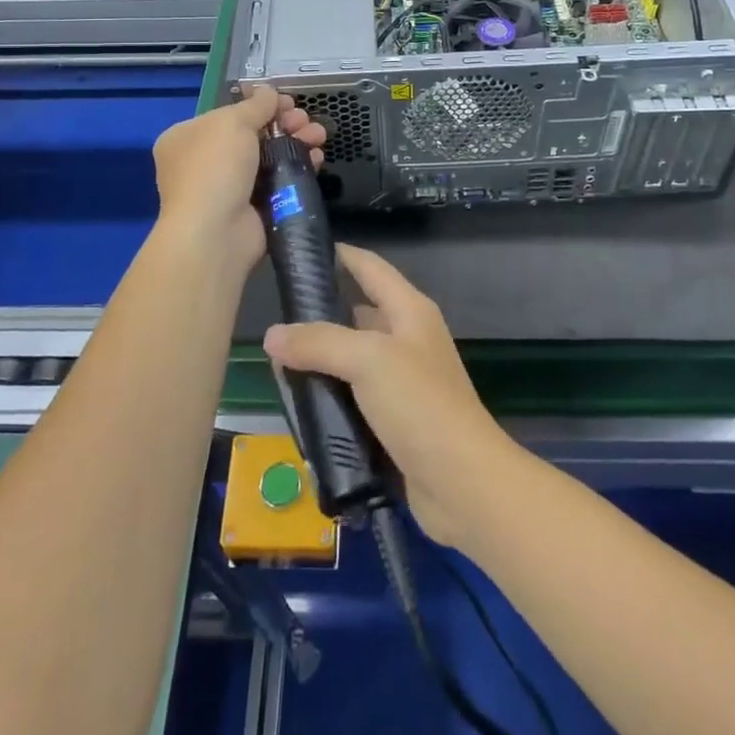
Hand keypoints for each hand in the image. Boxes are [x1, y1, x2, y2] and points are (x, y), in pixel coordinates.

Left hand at [152, 86, 324, 274]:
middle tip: (306, 120)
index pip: (229, 115)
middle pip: (252, 135)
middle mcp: (203, 163)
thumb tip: (270, 92)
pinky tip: (316, 160)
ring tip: (319, 137)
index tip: (288, 102)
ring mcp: (227, 189)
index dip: (260, 106)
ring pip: (268, 158)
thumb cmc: (215, 167)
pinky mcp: (251, 210)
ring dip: (296, 143)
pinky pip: (278, 183)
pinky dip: (296, 169)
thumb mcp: (233, 122)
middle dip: (284, 124)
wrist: (215, 232)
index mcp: (187, 138)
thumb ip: (256, 105)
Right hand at [262, 245, 515, 546]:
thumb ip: (319, 342)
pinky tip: (302, 404)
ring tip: (277, 363)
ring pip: (353, 358)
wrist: (462, 482)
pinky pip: (356, 395)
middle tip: (274, 318)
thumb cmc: (420, 405)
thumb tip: (272, 335)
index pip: (370, 267)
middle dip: (320, 313)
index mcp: (409, 310)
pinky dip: (331, 395)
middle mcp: (408, 338)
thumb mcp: (368, 360)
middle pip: (359, 312)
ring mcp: (404, 380)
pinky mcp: (396, 418)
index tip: (300, 252)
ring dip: (322, 360)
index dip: (340, 255)